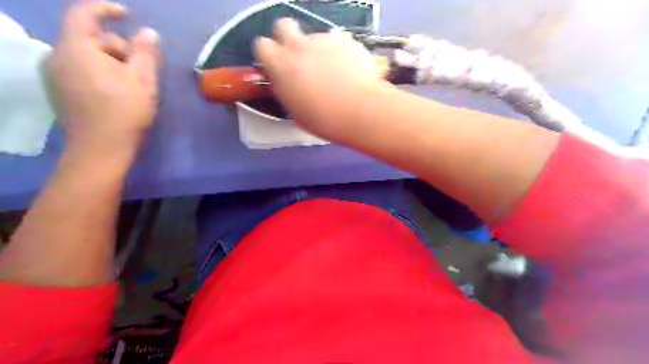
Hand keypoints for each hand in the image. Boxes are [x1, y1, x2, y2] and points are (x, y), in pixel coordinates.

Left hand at [50, 1, 159, 156]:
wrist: (101, 148)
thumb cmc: (125, 111)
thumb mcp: (142, 80)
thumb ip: (145, 53)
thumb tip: (149, 33)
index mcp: (76, 49)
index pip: (84, 14)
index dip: (106, 9)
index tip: (127, 15)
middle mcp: (58, 56)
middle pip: (89, 38)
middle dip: (117, 47)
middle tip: (141, 68)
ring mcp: (55, 75)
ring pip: (86, 56)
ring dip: (111, 62)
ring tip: (132, 83)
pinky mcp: (59, 90)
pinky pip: (80, 70)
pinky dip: (100, 72)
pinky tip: (117, 91)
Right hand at [254, 17, 389, 140]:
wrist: (359, 111)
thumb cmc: (323, 119)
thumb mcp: (294, 110)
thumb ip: (285, 89)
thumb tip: (285, 82)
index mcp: (280, 64)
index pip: (261, 45)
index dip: (269, 55)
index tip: (276, 66)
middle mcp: (298, 45)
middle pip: (283, 25)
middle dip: (287, 37)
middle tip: (298, 58)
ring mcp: (323, 39)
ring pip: (314, 37)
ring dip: (318, 50)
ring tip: (333, 73)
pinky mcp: (346, 40)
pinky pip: (337, 42)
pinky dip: (339, 53)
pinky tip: (348, 70)